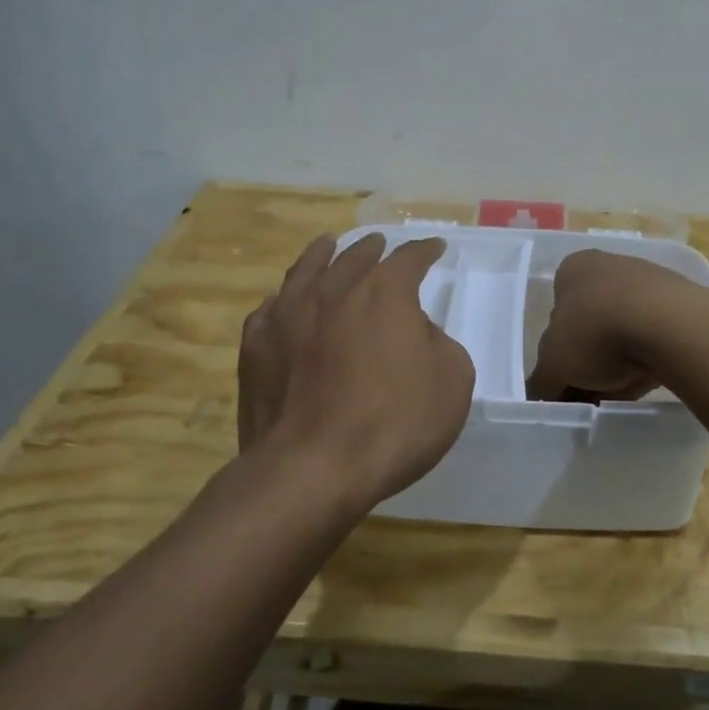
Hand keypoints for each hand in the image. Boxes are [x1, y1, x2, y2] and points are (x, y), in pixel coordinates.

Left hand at [239, 233, 473, 513]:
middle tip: (379, 243)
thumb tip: (414, 332)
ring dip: (322, 255)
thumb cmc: (394, 423)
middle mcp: (333, 290)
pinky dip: (284, 299)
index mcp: (384, 293)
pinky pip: (270, 309)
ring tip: (327, 245)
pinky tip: (283, 301)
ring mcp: (287, 315)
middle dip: (372, 248)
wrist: (313, 466)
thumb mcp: (452, 381)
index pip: (409, 259)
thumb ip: (437, 343)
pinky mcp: (256, 347)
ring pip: (305, 270)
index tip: (435, 247)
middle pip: (354, 257)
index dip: (425, 251)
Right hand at [526, 250, 688, 402]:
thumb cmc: (596, 333)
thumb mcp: (553, 365)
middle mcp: (610, 265)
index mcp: (573, 268)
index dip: (557, 353)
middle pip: (590, 326)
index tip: (564, 382)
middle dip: (588, 363)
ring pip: (623, 333)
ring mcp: (649, 281)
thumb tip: (539, 394)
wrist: (670, 327)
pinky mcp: (681, 303)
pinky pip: (654, 338)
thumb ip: (542, 382)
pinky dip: (647, 360)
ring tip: (619, 394)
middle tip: (589, 394)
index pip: (556, 312)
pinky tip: (646, 380)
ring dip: (618, 365)